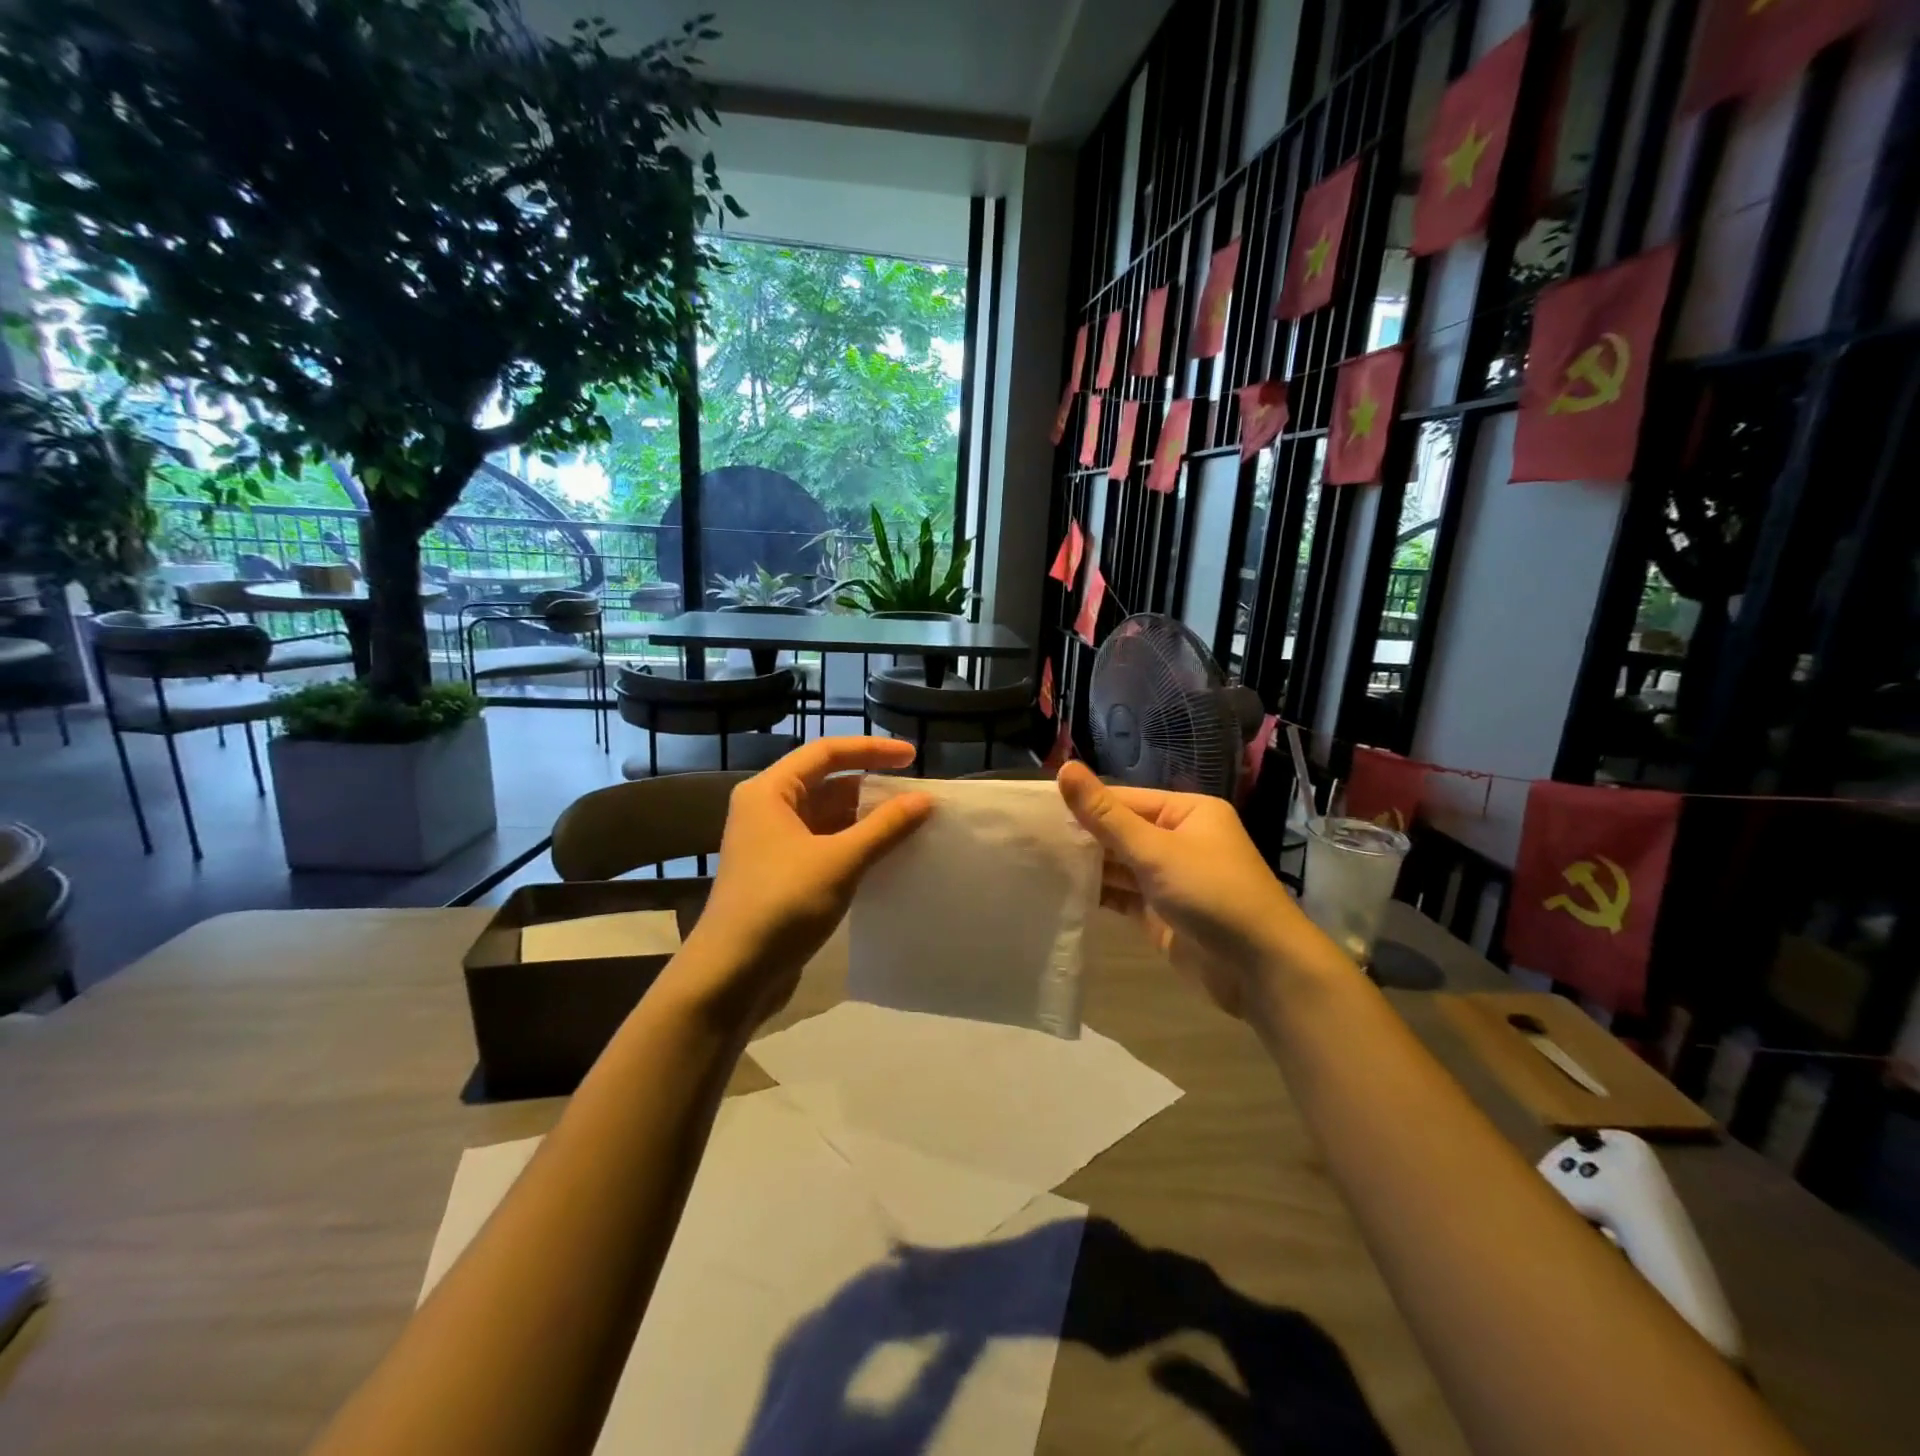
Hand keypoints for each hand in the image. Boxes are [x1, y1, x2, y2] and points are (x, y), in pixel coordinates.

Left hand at [670, 738, 932, 1029]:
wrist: (732, 976)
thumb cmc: (782, 905)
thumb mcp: (839, 861)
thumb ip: (884, 827)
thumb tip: (924, 800)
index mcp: (770, 792)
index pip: (826, 752)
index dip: (871, 750)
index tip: (912, 757)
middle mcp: (768, 809)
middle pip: (827, 783)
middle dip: (872, 788)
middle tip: (917, 796)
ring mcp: (774, 843)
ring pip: (828, 817)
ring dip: (866, 819)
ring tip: (911, 824)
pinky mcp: (783, 874)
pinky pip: (826, 844)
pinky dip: (856, 845)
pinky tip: (887, 855)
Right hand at [1055, 761, 1328, 1017]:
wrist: (1260, 970)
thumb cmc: (1212, 894)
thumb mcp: (1155, 850)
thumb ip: (1106, 815)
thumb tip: (1065, 769)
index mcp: (1187, 812)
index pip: (1124, 800)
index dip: (1084, 804)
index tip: (1037, 810)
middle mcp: (1179, 840)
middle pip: (1120, 831)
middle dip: (1082, 836)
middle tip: (1029, 838)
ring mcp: (1169, 879)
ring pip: (1119, 865)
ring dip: (1086, 866)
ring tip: (1036, 863)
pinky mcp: (1161, 913)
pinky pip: (1123, 895)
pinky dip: (1098, 894)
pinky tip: (1062, 891)